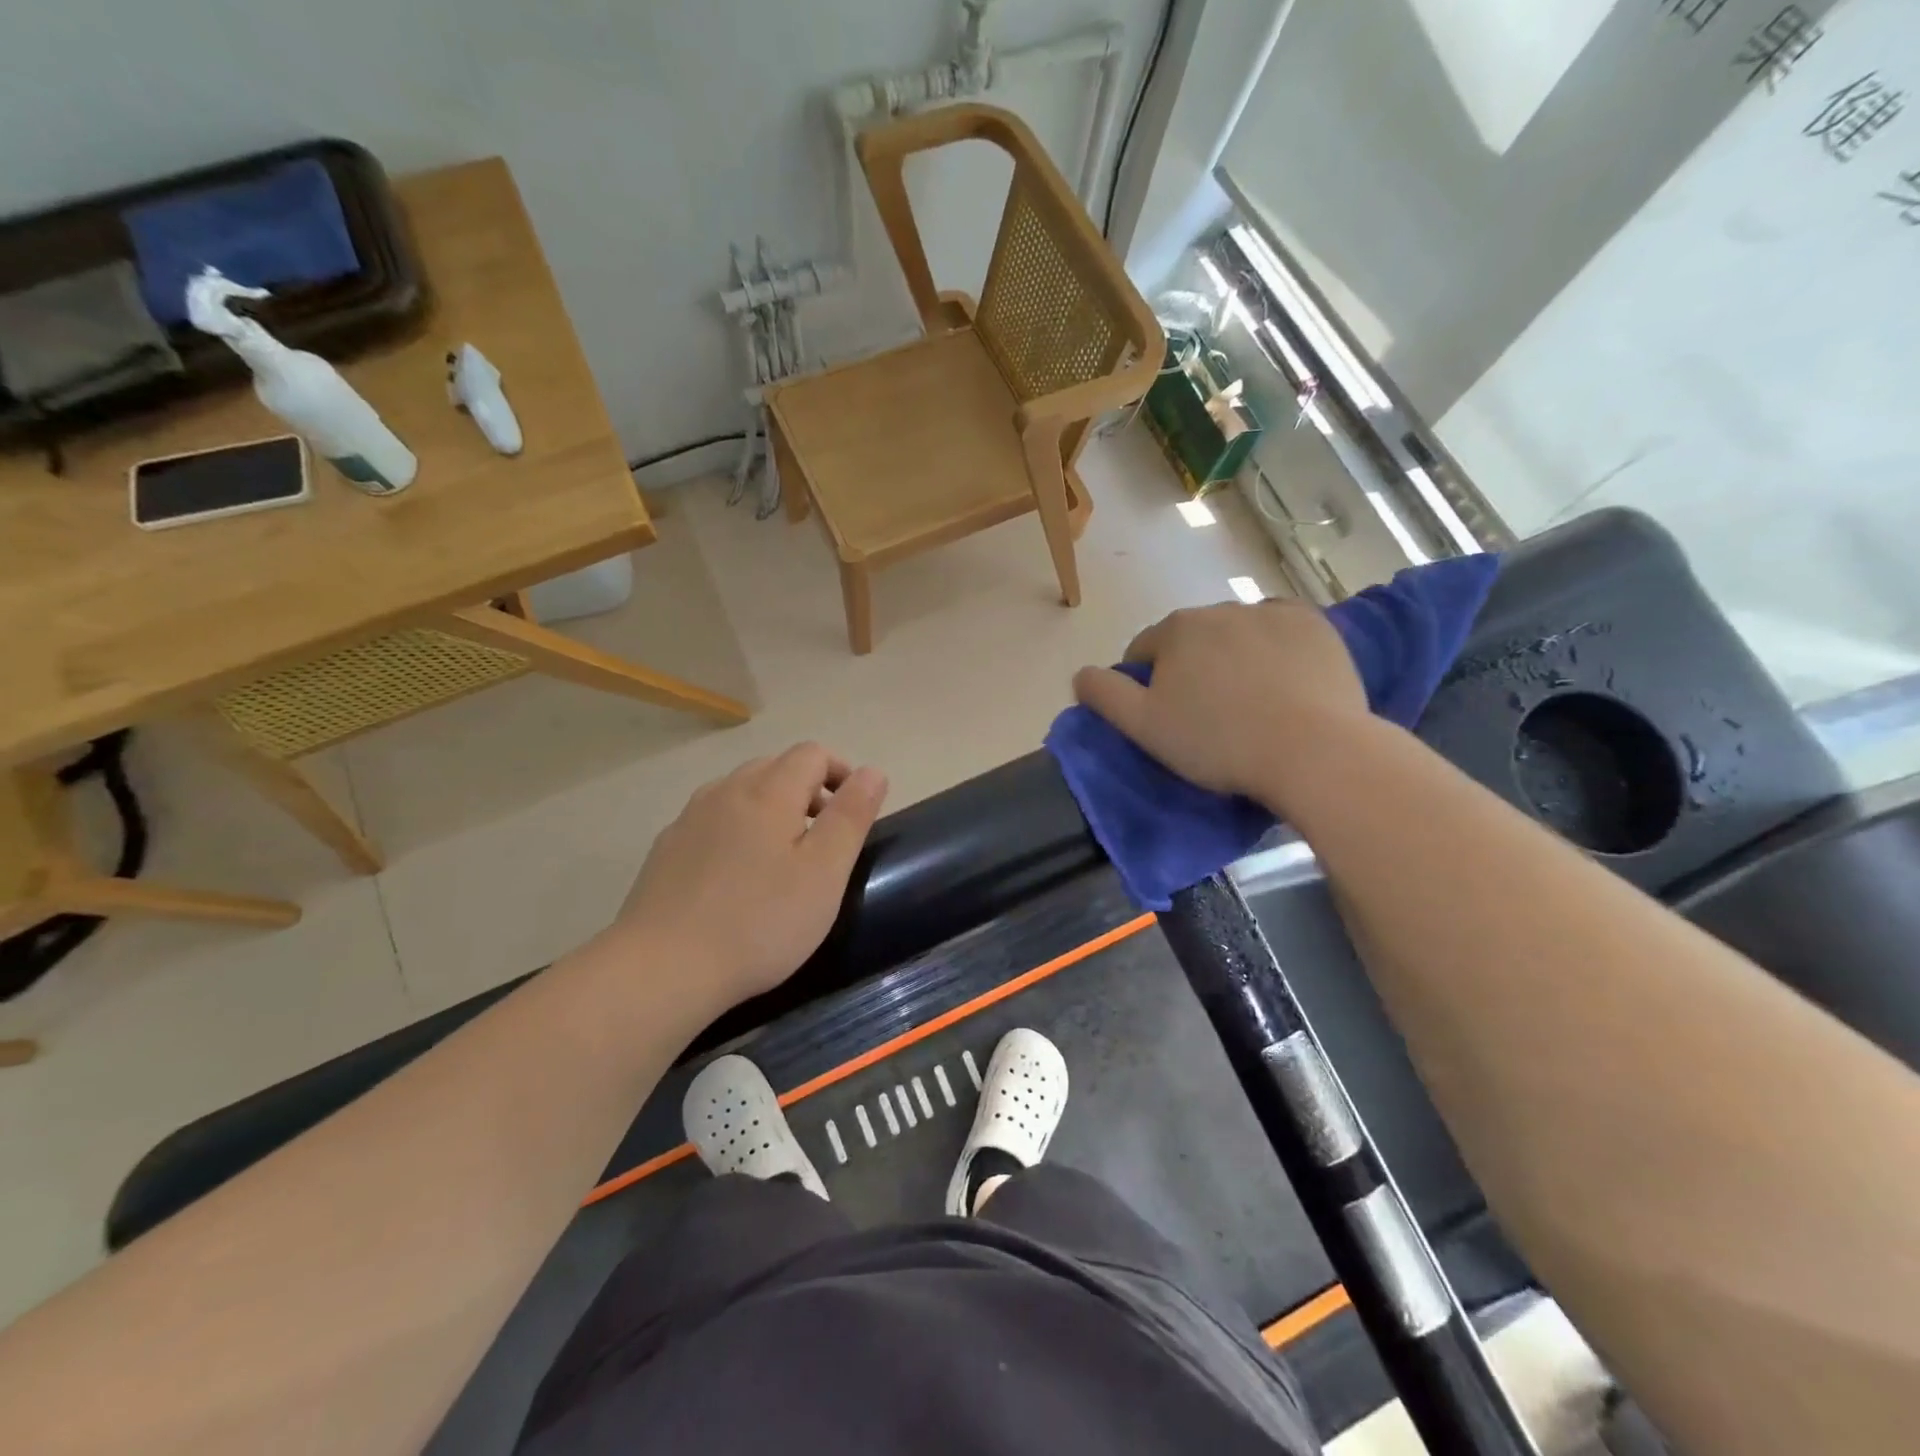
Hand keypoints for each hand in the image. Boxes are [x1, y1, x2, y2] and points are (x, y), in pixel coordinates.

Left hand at [615, 744, 888, 1013]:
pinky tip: (736, 876)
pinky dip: (737, 829)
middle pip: (774, 767)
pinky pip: (712, 820)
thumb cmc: (759, 921)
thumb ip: (851, 816)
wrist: (662, 968)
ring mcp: (689, 819)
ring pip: (740, 791)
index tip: (854, 812)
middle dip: (807, 789)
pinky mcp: (666, 849)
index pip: (812, 754)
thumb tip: (872, 771)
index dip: (841, 772)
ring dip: (770, 807)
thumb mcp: (824, 872)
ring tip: (782, 856)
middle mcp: (726, 791)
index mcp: (768, 792)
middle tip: (823, 837)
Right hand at [1072, 600, 1368, 808]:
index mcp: (1176, 629)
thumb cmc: (1218, 741)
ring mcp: (1272, 612)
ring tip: (1251, 702)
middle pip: (1192, 640)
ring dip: (1234, 657)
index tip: (1166, 718)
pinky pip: (1282, 631)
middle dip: (1192, 668)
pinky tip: (1284, 681)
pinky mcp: (1315, 624)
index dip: (1148, 685)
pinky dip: (1276, 649)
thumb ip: (1104, 695)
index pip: (1144, 651)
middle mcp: (1221, 608)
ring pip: (1237, 634)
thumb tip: (1080, 673)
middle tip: (1209, 715)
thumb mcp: (1143, 727)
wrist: (1312, 750)